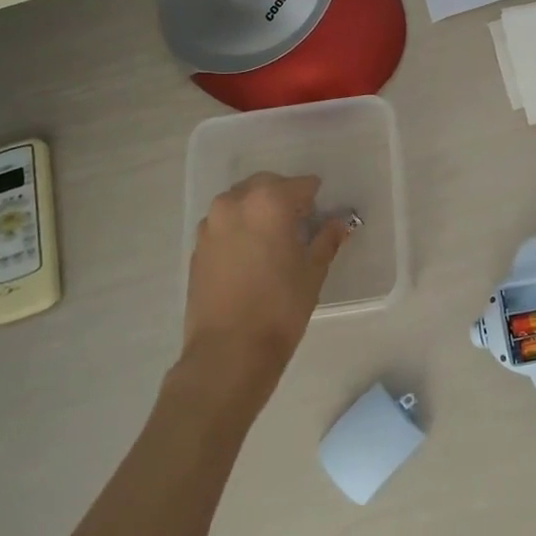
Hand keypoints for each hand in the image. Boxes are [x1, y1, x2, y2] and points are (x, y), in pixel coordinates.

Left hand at [180, 172, 350, 387]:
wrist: (228, 350)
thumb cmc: (280, 306)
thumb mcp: (313, 271)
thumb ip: (326, 240)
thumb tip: (338, 224)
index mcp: (269, 202)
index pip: (301, 185)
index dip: (315, 198)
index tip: (322, 214)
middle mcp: (235, 203)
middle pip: (265, 186)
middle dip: (284, 197)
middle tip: (299, 223)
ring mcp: (211, 225)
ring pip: (239, 202)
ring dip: (258, 210)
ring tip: (273, 239)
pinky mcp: (197, 248)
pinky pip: (223, 224)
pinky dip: (239, 228)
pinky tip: (251, 255)